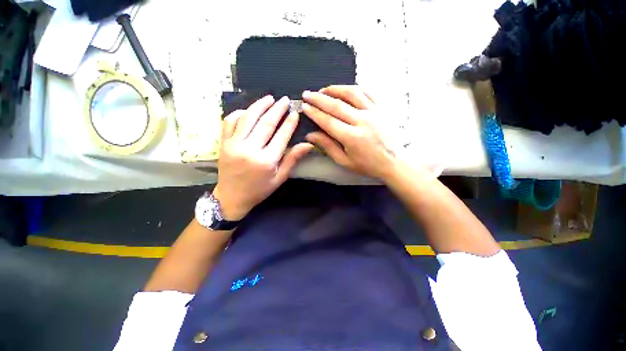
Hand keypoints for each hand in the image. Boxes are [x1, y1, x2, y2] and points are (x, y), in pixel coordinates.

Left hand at [214, 96, 313, 220]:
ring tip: (269, 98)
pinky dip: (239, 113)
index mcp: (266, 160)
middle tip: (285, 100)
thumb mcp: (280, 178)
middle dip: (277, 109)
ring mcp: (234, 144)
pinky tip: (248, 110)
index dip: (290, 123)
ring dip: (259, 105)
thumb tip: (308, 145)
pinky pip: (229, 122)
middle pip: (265, 123)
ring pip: (248, 118)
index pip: (281, 135)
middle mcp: (250, 149)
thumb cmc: (259, 190)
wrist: (231, 197)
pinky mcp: (223, 143)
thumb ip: (292, 159)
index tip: (295, 112)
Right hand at [302, 86, 397, 180]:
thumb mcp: (345, 161)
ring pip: (352, 93)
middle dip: (319, 99)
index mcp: (352, 137)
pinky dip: (354, 88)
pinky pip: (368, 92)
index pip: (328, 121)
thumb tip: (310, 135)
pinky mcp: (382, 108)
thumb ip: (328, 147)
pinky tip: (345, 89)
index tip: (305, 107)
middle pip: (336, 105)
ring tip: (324, 90)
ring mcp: (374, 112)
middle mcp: (363, 121)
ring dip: (335, 89)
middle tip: (307, 94)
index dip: (314, 113)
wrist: (394, 162)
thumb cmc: (368, 165)